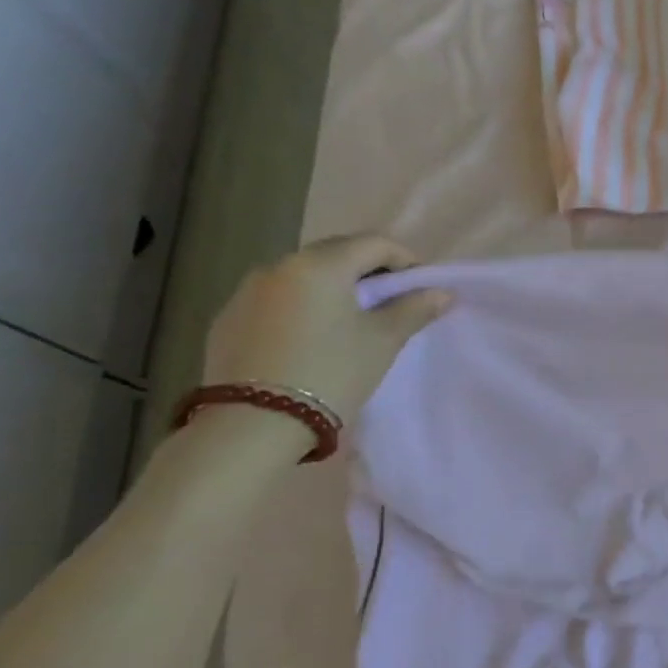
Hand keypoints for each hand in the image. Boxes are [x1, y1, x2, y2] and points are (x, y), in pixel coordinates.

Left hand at [201, 236, 451, 423]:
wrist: (254, 424)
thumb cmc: (331, 373)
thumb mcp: (383, 341)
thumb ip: (414, 309)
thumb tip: (440, 292)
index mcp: (320, 264)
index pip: (374, 243)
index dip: (405, 261)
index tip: (420, 290)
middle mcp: (279, 266)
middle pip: (336, 254)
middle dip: (369, 273)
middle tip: (390, 305)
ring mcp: (246, 292)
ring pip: (304, 277)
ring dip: (334, 289)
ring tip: (351, 324)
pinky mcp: (227, 320)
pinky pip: (277, 300)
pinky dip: (303, 308)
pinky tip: (312, 341)